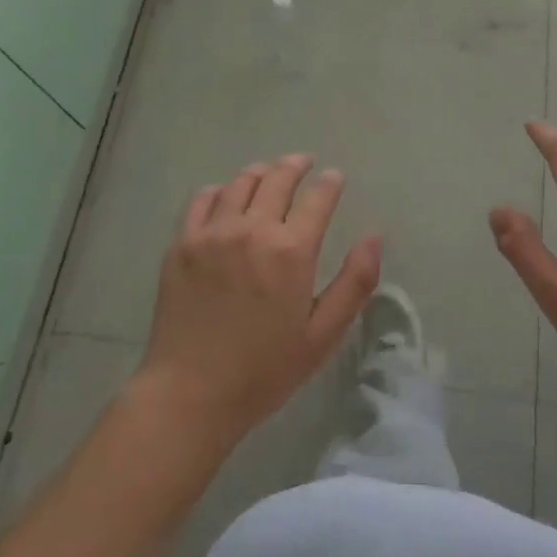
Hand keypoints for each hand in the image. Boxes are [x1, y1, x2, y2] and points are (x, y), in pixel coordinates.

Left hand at [138, 154, 382, 442]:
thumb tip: (374, 236)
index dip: (330, 183)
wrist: (189, 393)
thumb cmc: (263, 371)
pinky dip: (219, 190)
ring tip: (269, 172)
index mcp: (291, 251)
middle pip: (277, 179)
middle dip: (296, 166)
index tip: (335, 176)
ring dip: (260, 172)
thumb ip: (354, 283)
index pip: (318, 198)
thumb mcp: (322, 335)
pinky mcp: (182, 243)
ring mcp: (212, 233)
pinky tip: (225, 194)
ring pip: (240, 183)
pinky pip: (202, 200)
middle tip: (304, 162)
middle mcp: (252, 230)